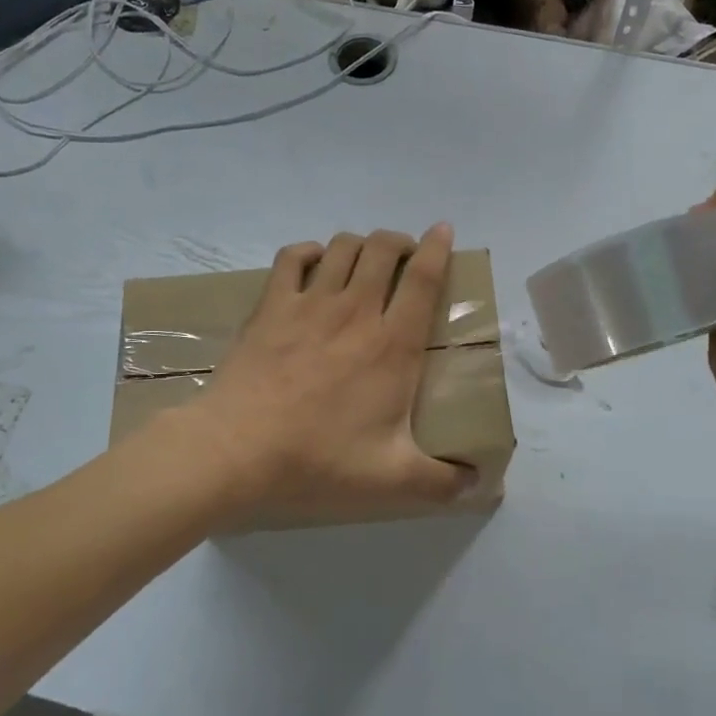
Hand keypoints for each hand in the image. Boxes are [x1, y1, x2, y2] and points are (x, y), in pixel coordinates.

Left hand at [181, 225, 478, 529]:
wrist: (238, 450)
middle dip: (399, 241)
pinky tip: (314, 263)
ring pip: (342, 247)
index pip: (424, 279)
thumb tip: (478, 485)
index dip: (438, 248)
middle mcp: (356, 311)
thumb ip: (441, 482)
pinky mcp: (271, 306)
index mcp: (393, 345)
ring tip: (364, 260)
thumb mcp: (391, 480)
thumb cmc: (318, 459)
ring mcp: (310, 303)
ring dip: (359, 244)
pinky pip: (292, 257)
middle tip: (404, 257)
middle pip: (383, 249)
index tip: (443, 230)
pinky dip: (308, 251)